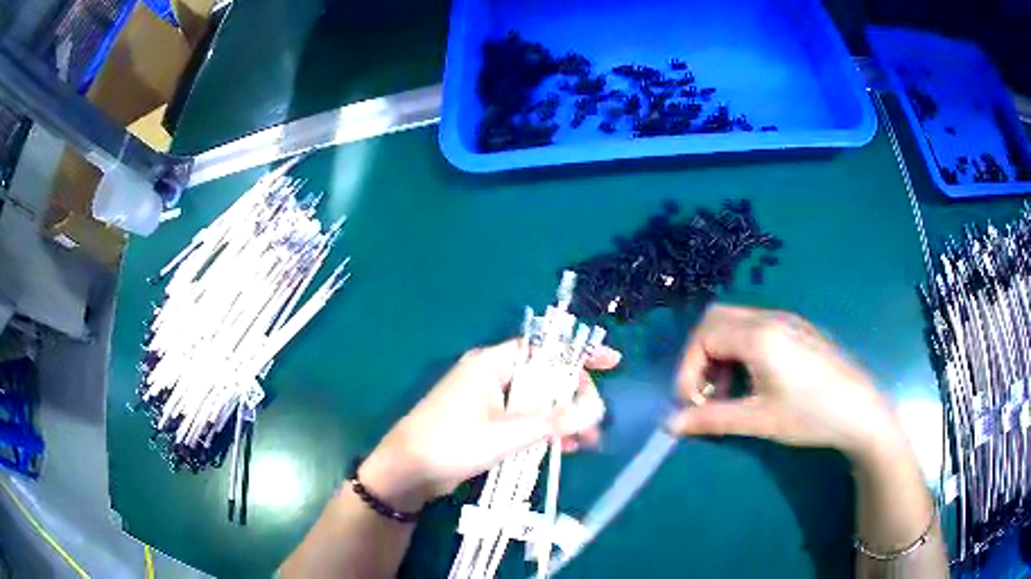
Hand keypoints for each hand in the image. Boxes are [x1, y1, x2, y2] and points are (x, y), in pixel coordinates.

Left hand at [359, 339, 620, 510]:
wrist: (408, 471)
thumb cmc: (453, 442)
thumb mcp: (507, 433)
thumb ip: (553, 421)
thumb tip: (596, 408)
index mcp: (492, 364)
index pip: (544, 349)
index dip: (578, 355)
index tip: (611, 363)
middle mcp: (491, 376)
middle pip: (544, 378)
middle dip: (572, 399)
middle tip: (595, 421)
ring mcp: (488, 401)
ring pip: (536, 403)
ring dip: (560, 420)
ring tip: (586, 442)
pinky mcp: (486, 423)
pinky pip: (523, 420)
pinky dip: (542, 431)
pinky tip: (563, 448)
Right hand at [668, 305, 904, 461]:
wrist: (860, 410)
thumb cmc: (810, 415)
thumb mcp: (759, 420)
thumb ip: (712, 419)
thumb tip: (671, 424)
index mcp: (759, 336)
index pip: (703, 337)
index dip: (687, 369)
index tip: (689, 403)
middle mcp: (769, 318)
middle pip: (716, 319)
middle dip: (700, 355)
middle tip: (704, 392)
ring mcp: (786, 320)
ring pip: (735, 322)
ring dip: (720, 353)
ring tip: (728, 392)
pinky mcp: (798, 329)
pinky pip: (755, 328)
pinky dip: (740, 350)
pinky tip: (753, 381)